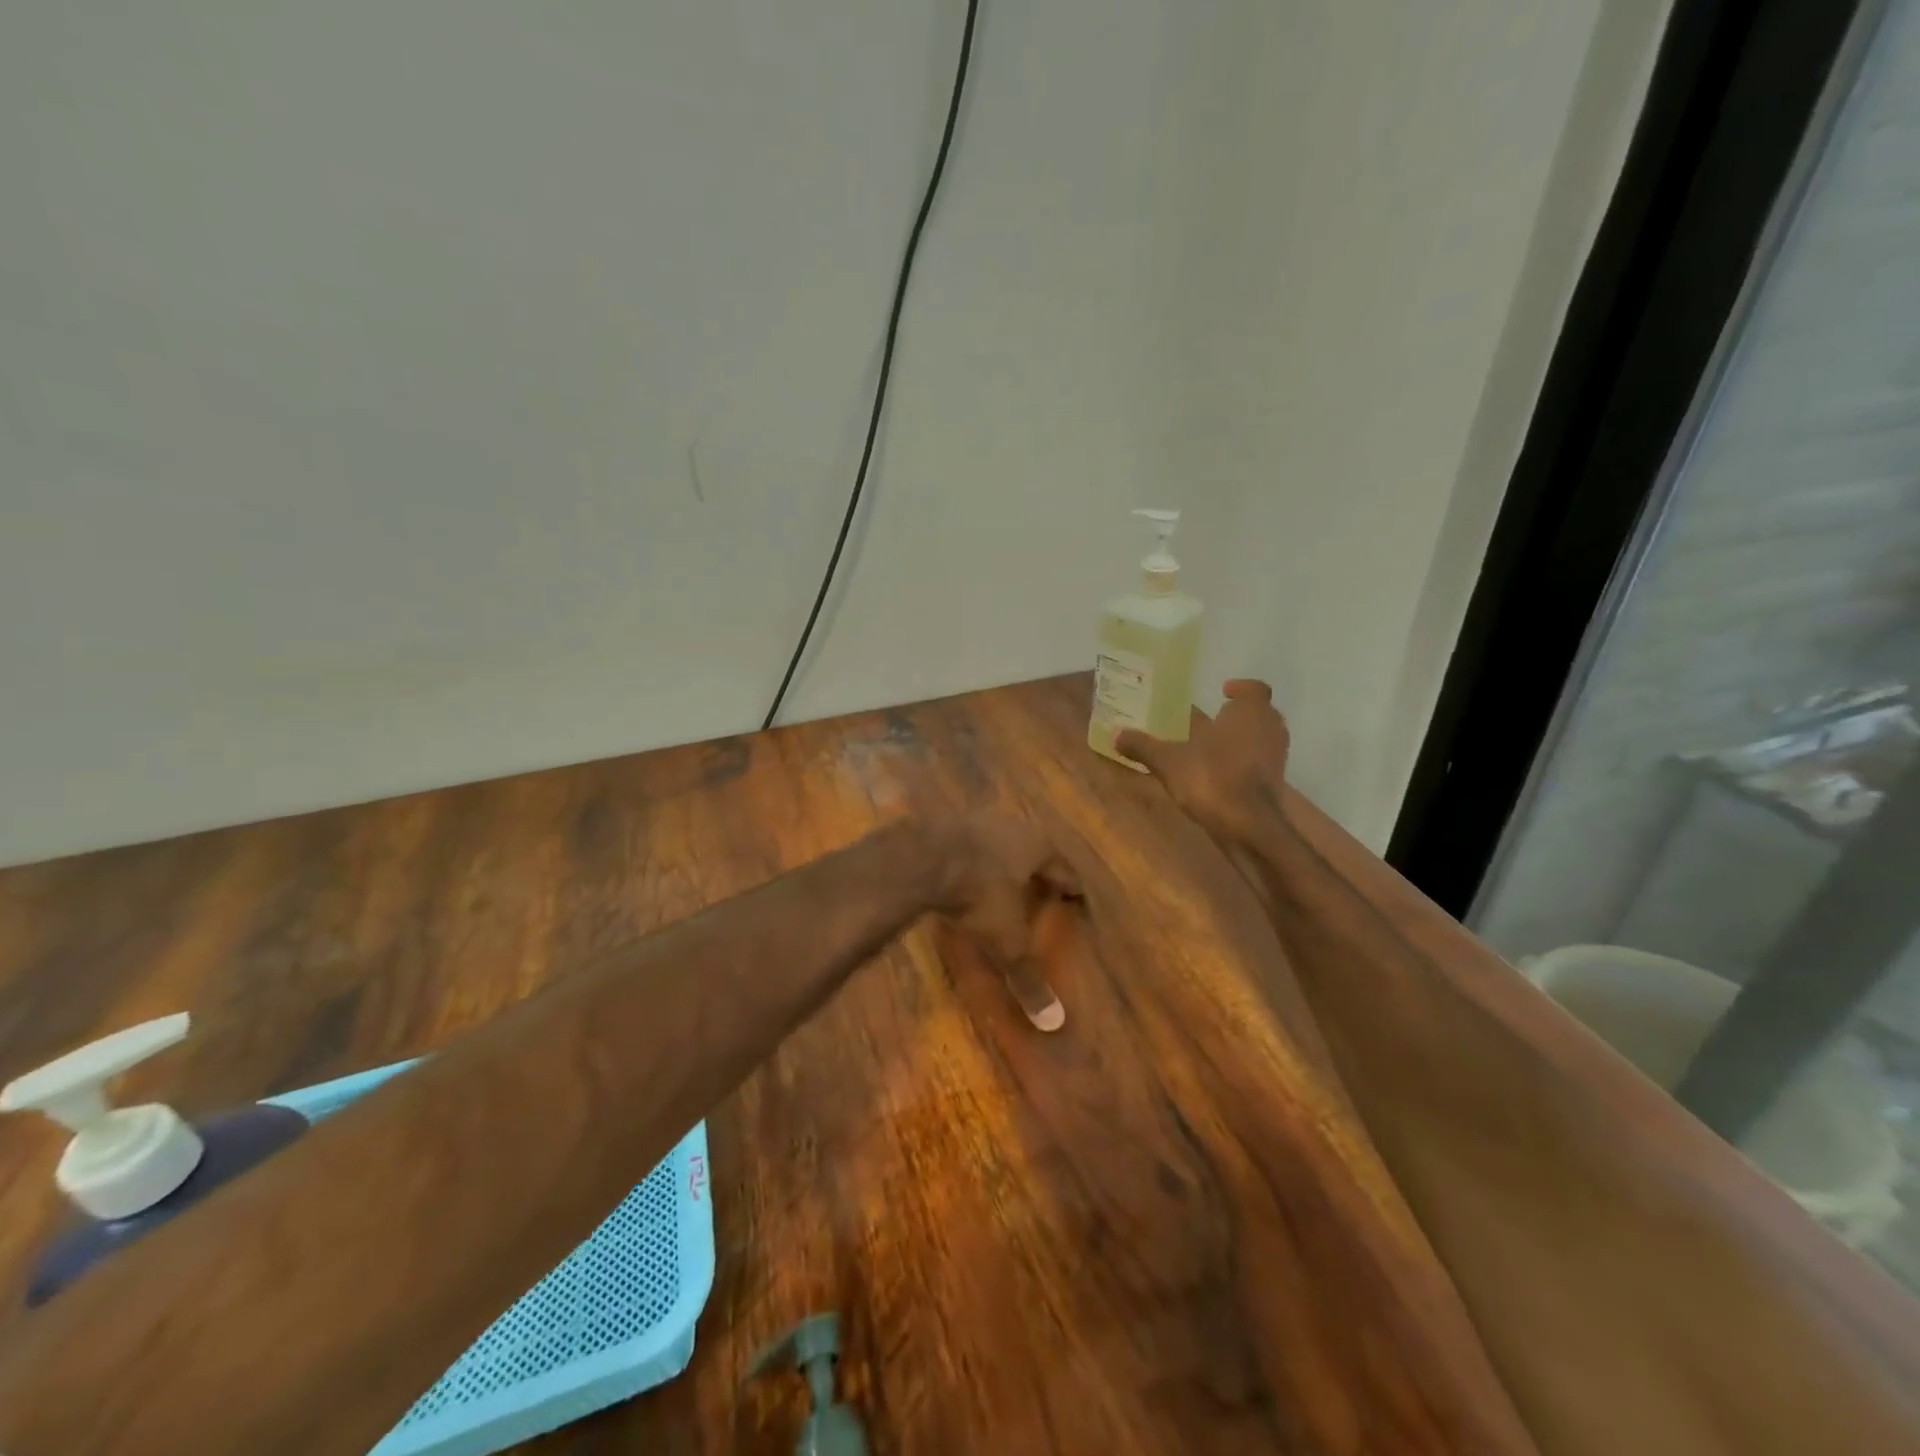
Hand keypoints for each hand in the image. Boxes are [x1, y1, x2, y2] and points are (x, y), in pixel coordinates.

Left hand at [931, 812, 1081, 1030]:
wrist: (920, 858)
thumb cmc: (978, 894)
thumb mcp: (1005, 939)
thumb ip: (1027, 975)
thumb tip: (1055, 1022)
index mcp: (1037, 845)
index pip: (1063, 868)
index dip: (1070, 887)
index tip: (1076, 899)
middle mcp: (1011, 825)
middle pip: (1031, 849)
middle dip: (1034, 871)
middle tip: (1040, 891)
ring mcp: (974, 820)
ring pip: (996, 843)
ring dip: (999, 862)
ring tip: (1000, 884)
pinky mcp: (941, 823)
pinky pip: (963, 845)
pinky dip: (967, 861)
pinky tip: (961, 876)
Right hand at [1116, 679, 1290, 843]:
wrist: (1248, 825)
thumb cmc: (1211, 778)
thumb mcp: (1168, 761)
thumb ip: (1144, 746)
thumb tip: (1116, 734)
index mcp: (1249, 712)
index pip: (1255, 689)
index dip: (1241, 688)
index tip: (1224, 692)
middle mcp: (1270, 728)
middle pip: (1261, 713)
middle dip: (1240, 714)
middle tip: (1215, 719)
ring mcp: (1277, 757)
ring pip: (1263, 738)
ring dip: (1244, 738)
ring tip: (1215, 746)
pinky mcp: (1276, 782)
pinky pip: (1261, 762)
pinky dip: (1246, 762)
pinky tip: (1222, 772)